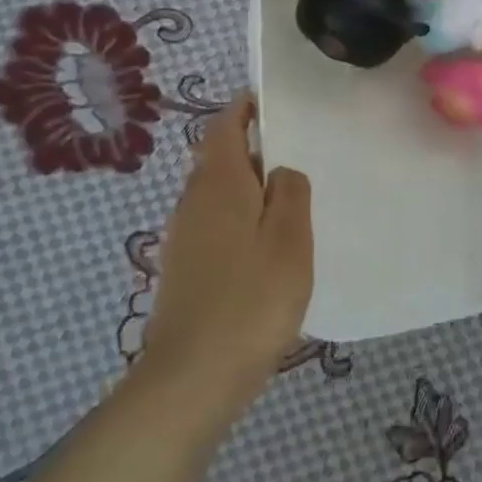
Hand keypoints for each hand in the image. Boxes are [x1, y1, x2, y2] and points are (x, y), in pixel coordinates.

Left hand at [141, 97, 312, 394]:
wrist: (192, 378)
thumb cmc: (251, 299)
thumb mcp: (289, 238)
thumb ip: (289, 192)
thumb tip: (279, 170)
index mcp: (218, 183)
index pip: (224, 126)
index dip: (244, 108)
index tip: (273, 103)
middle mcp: (192, 201)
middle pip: (220, 159)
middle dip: (254, 151)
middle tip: (298, 158)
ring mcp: (183, 237)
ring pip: (219, 194)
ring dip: (250, 189)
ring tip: (291, 204)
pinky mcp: (184, 269)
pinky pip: (216, 225)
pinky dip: (241, 221)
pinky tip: (267, 249)